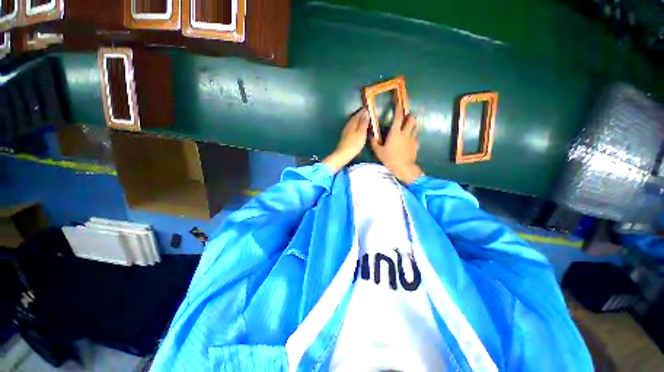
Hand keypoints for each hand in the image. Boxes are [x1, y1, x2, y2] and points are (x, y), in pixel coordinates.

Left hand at [323, 108, 368, 171]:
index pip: (358, 114)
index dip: (364, 111)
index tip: (369, 108)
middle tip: (368, 115)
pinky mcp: (345, 137)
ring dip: (359, 121)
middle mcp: (348, 125)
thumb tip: (366, 112)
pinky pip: (352, 128)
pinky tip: (359, 131)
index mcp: (352, 123)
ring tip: (365, 122)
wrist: (343, 155)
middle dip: (361, 115)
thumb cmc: (353, 144)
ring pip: (353, 123)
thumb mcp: (361, 133)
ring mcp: (346, 131)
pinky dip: (357, 127)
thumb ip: (363, 123)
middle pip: (355, 118)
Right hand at [370, 104, 422, 183]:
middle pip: (411, 119)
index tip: (399, 100)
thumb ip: (374, 142)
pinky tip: (409, 139)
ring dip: (412, 123)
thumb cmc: (390, 159)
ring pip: (415, 126)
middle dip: (409, 115)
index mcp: (395, 133)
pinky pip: (415, 136)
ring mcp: (412, 138)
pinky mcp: (416, 144)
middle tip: (404, 115)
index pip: (398, 117)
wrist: (403, 167)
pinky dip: (412, 135)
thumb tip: (370, 134)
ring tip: (408, 125)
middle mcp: (405, 133)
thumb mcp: (378, 151)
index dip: (399, 107)